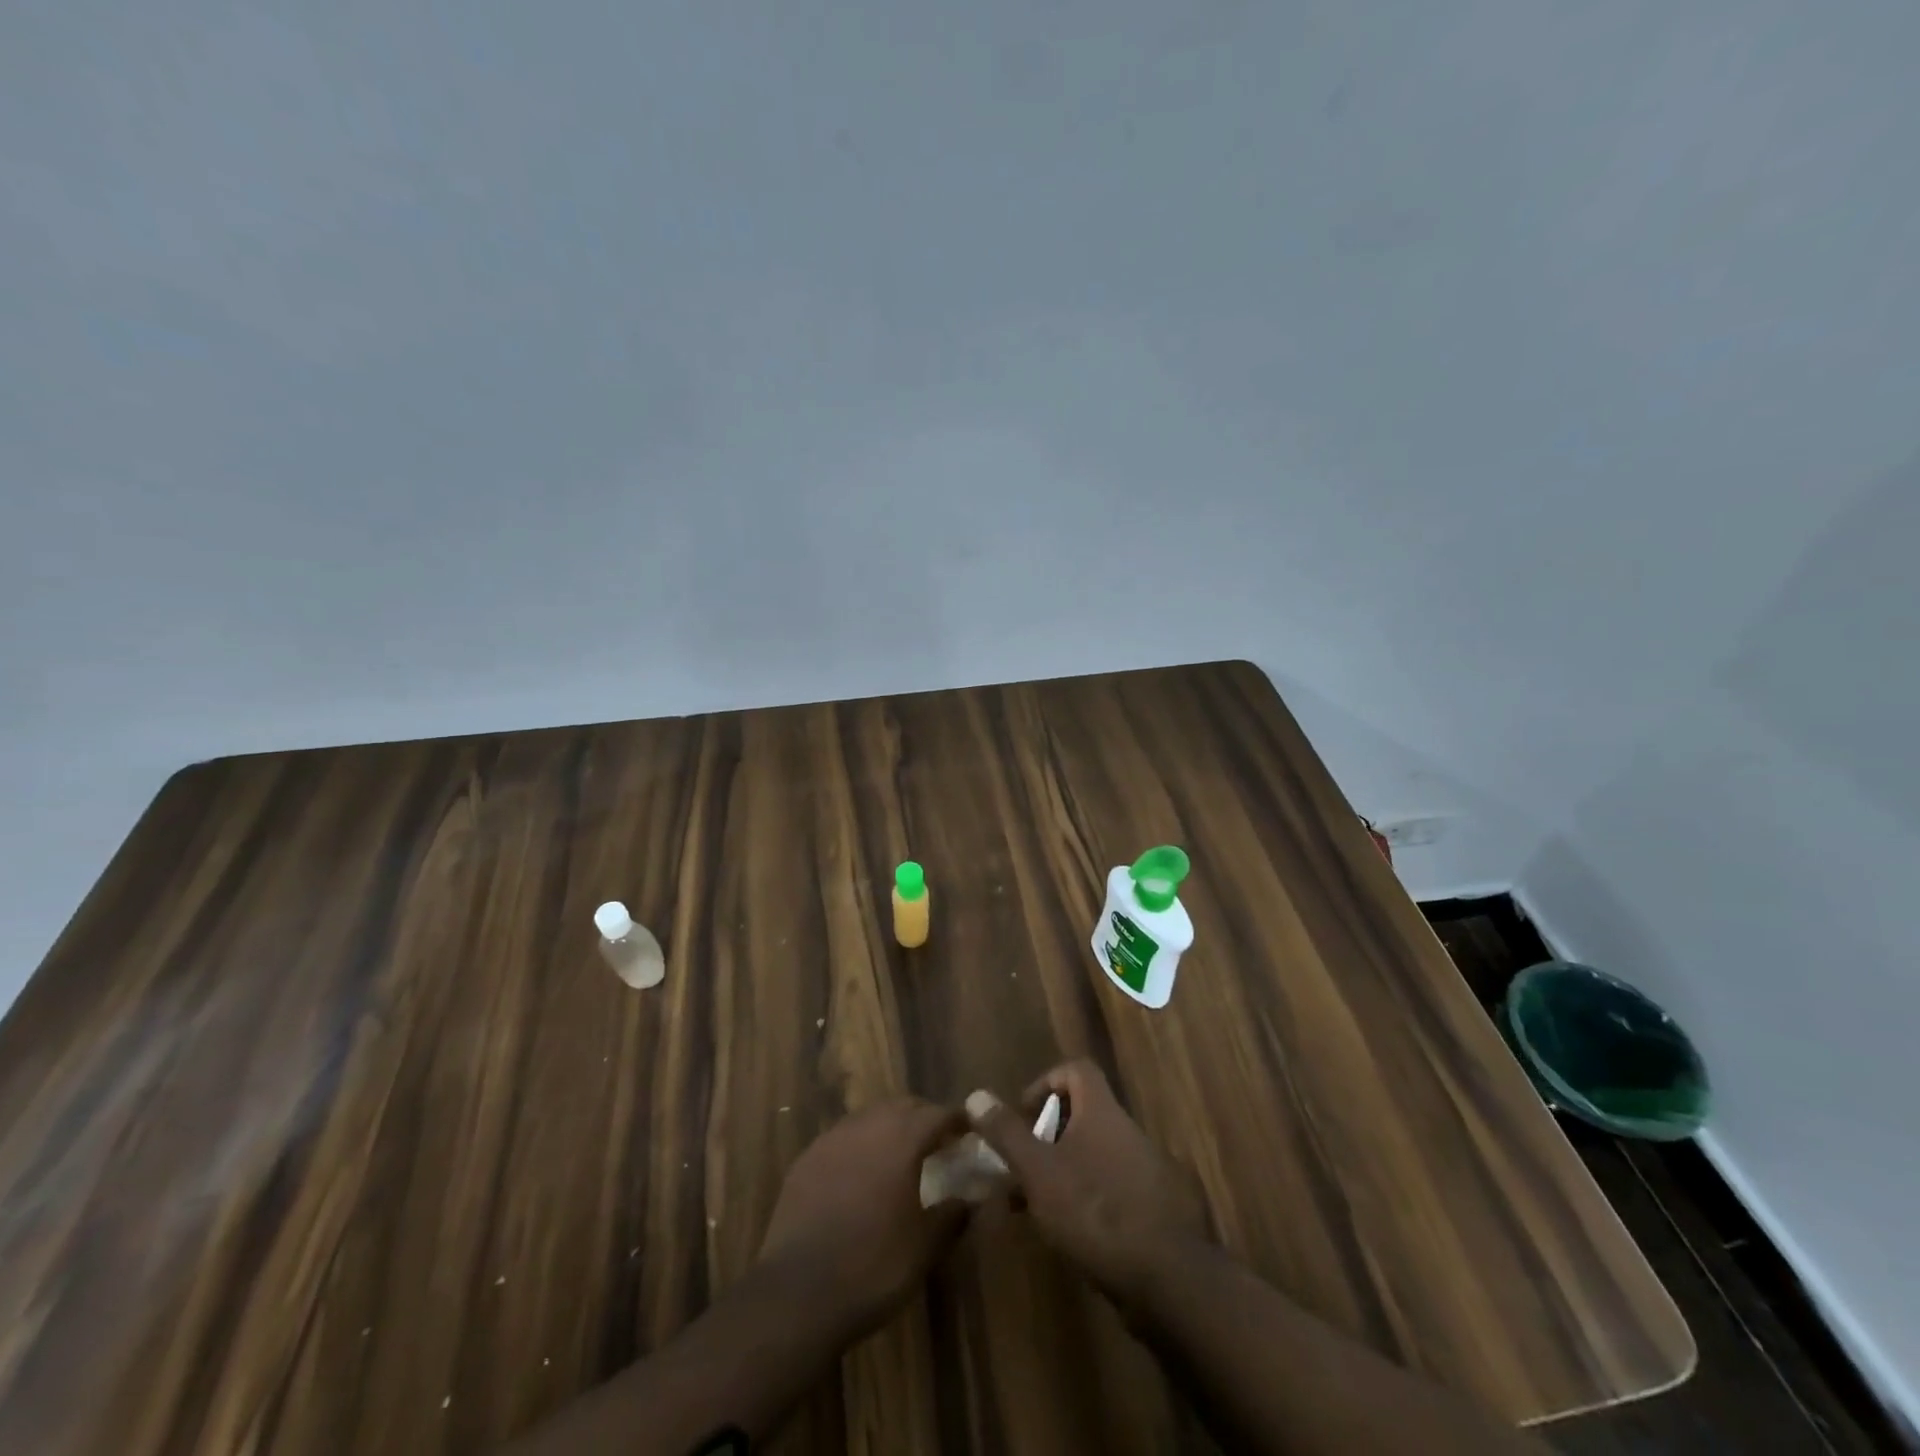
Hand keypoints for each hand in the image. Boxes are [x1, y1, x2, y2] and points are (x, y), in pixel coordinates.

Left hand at [757, 1098, 970, 1337]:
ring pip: (870, 1117)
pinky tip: (861, 1174)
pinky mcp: (806, 1159)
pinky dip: (860, 1145)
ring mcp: (832, 1139)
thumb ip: (952, 1216)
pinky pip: (842, 1138)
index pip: (937, 1114)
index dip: (956, 1120)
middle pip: (903, 1106)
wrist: (797, 1294)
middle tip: (938, 1142)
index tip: (969, 1130)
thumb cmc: (872, 1267)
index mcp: (901, 1139)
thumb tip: (971, 1199)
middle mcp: (867, 1126)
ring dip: (890, 1127)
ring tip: (901, 1156)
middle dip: (923, 1118)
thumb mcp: (924, 1248)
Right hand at [965, 1060, 1205, 1307]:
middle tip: (1023, 1167)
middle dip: (1049, 1135)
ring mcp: (1149, 1169)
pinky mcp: (1160, 1207)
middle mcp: (1129, 1130)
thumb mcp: (1039, 1171)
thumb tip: (976, 1094)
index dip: (1046, 1082)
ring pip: (1098, 1153)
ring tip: (1039, 1206)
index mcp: (1103, 1111)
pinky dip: (1091, 1196)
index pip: (1076, 1069)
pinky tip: (1074, 1233)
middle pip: (1085, 1113)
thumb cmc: (1095, 1211)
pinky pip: (1116, 1186)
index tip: (1024, 1114)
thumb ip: (1007, 1133)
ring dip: (1067, 1169)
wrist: (1168, 1278)